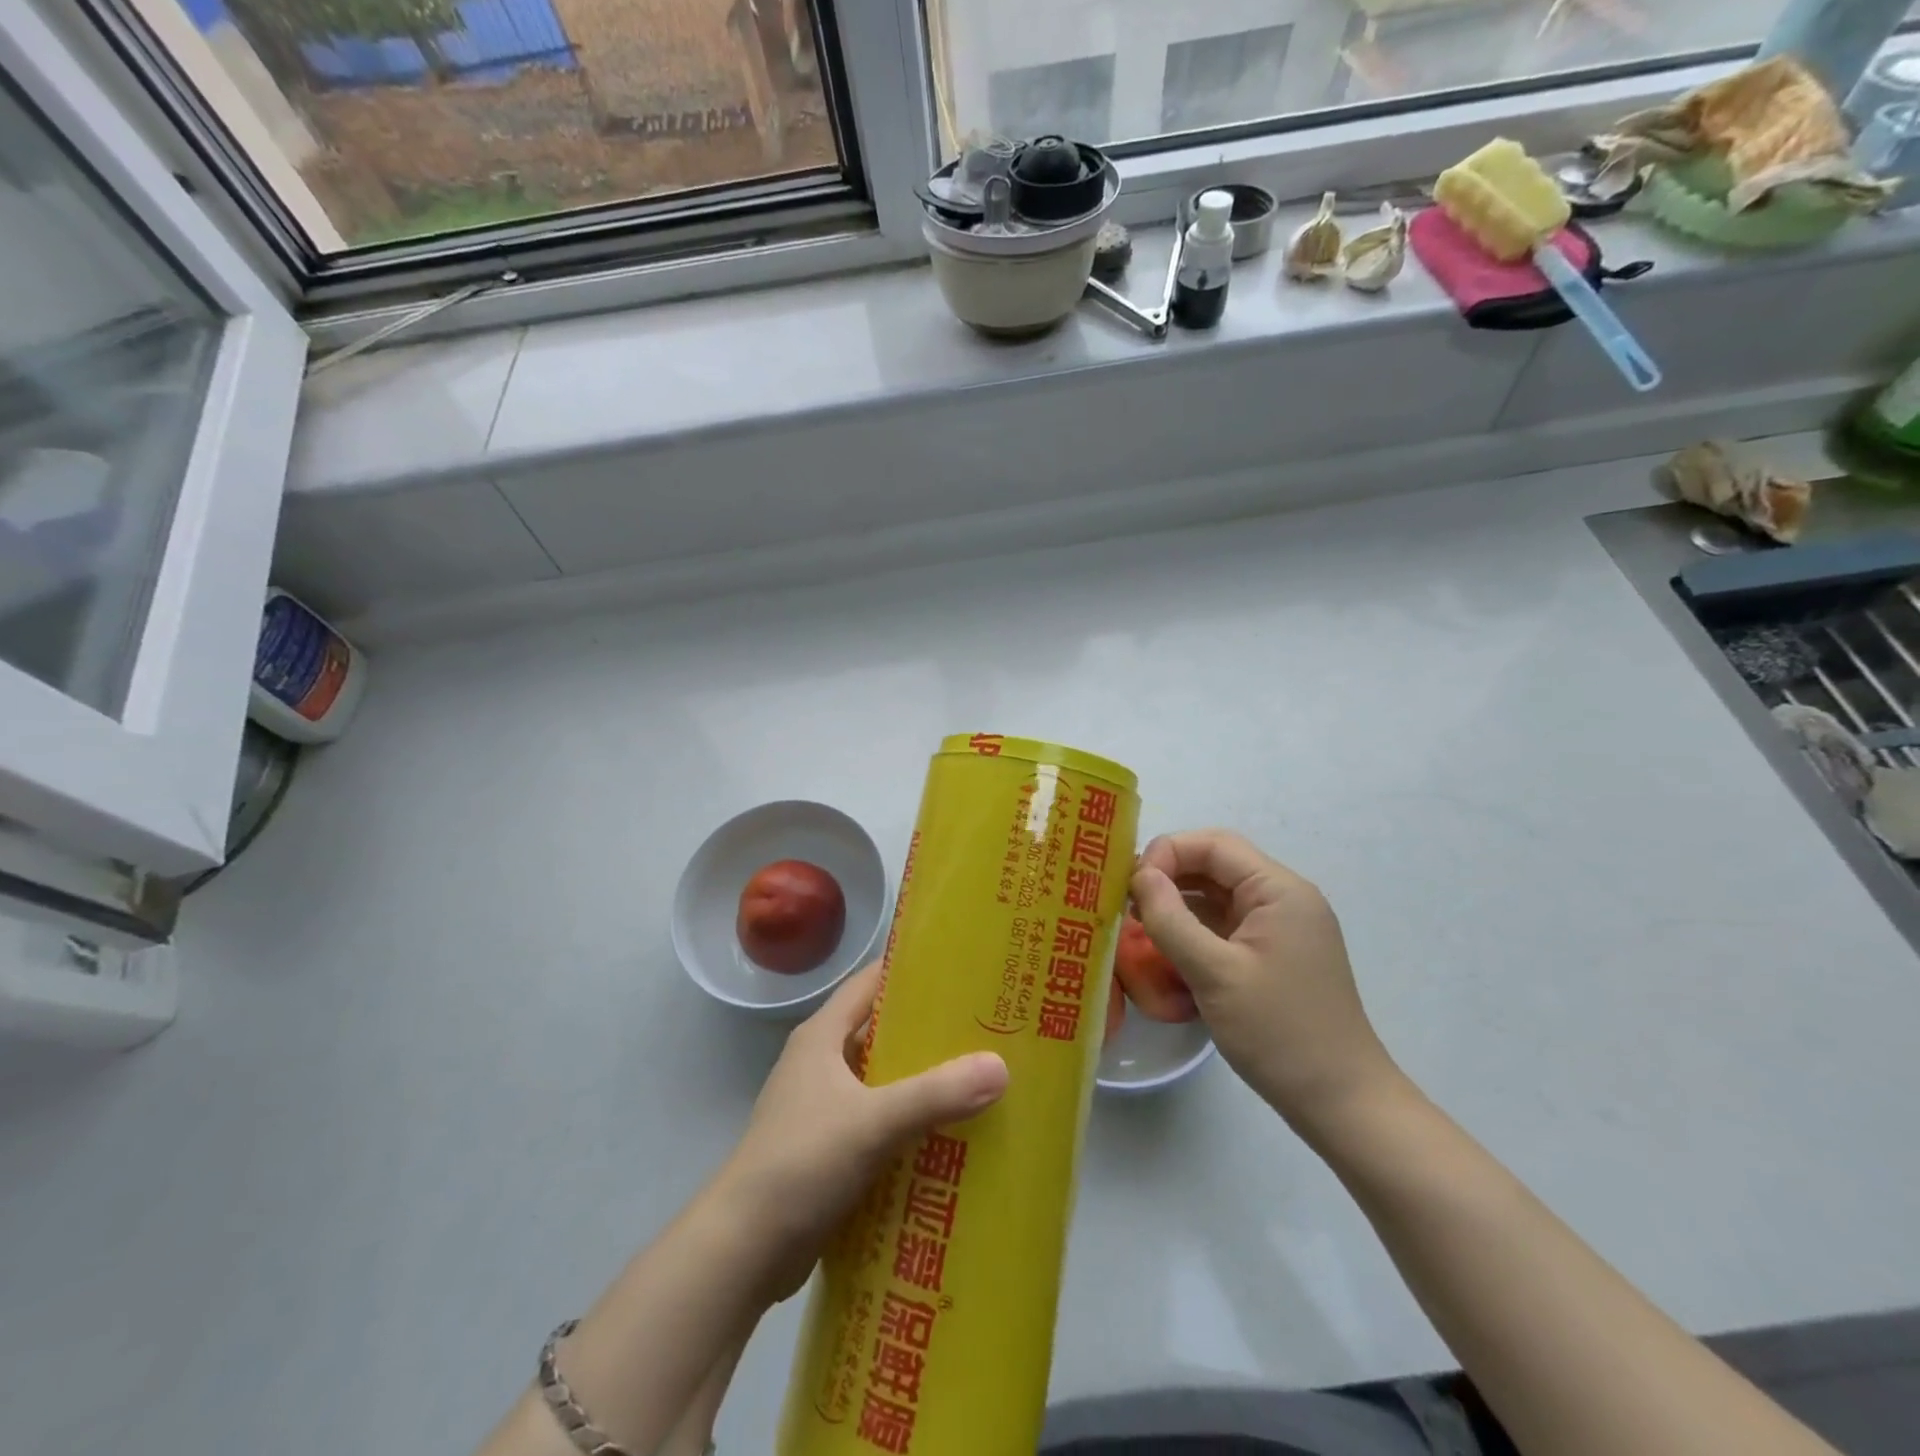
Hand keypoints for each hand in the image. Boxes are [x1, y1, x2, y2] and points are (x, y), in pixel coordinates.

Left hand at [716, 963, 1008, 1299]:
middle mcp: (821, 1063)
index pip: (870, 984)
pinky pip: (878, 1123)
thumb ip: (935, 1095)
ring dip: (922, 1082)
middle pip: (881, 1032)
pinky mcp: (828, 1150)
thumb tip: (1001, 1067)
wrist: (741, 1251)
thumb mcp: (872, 1123)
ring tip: (979, 1079)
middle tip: (984, 1029)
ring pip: (882, 1081)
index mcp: (822, 1037)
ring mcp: (822, 1108)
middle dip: (928, 1032)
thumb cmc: (800, 1164)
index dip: (910, 971)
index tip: (960, 970)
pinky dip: (909, 1124)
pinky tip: (950, 1135)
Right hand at [1131, 830, 1401, 1138]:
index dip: (1167, 853)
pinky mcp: (1272, 954)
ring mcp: (1279, 928)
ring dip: (1177, 903)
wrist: (1342, 1104)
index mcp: (1279, 891)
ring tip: (1138, 925)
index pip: (1214, 845)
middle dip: (1168, 877)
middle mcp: (1283, 898)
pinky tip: (1166, 949)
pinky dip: (1193, 929)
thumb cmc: (1279, 1033)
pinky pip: (1225, 925)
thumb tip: (1138, 874)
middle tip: (1126, 904)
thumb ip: (1171, 918)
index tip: (1130, 886)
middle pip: (1215, 865)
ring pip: (1217, 895)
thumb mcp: (1215, 974)